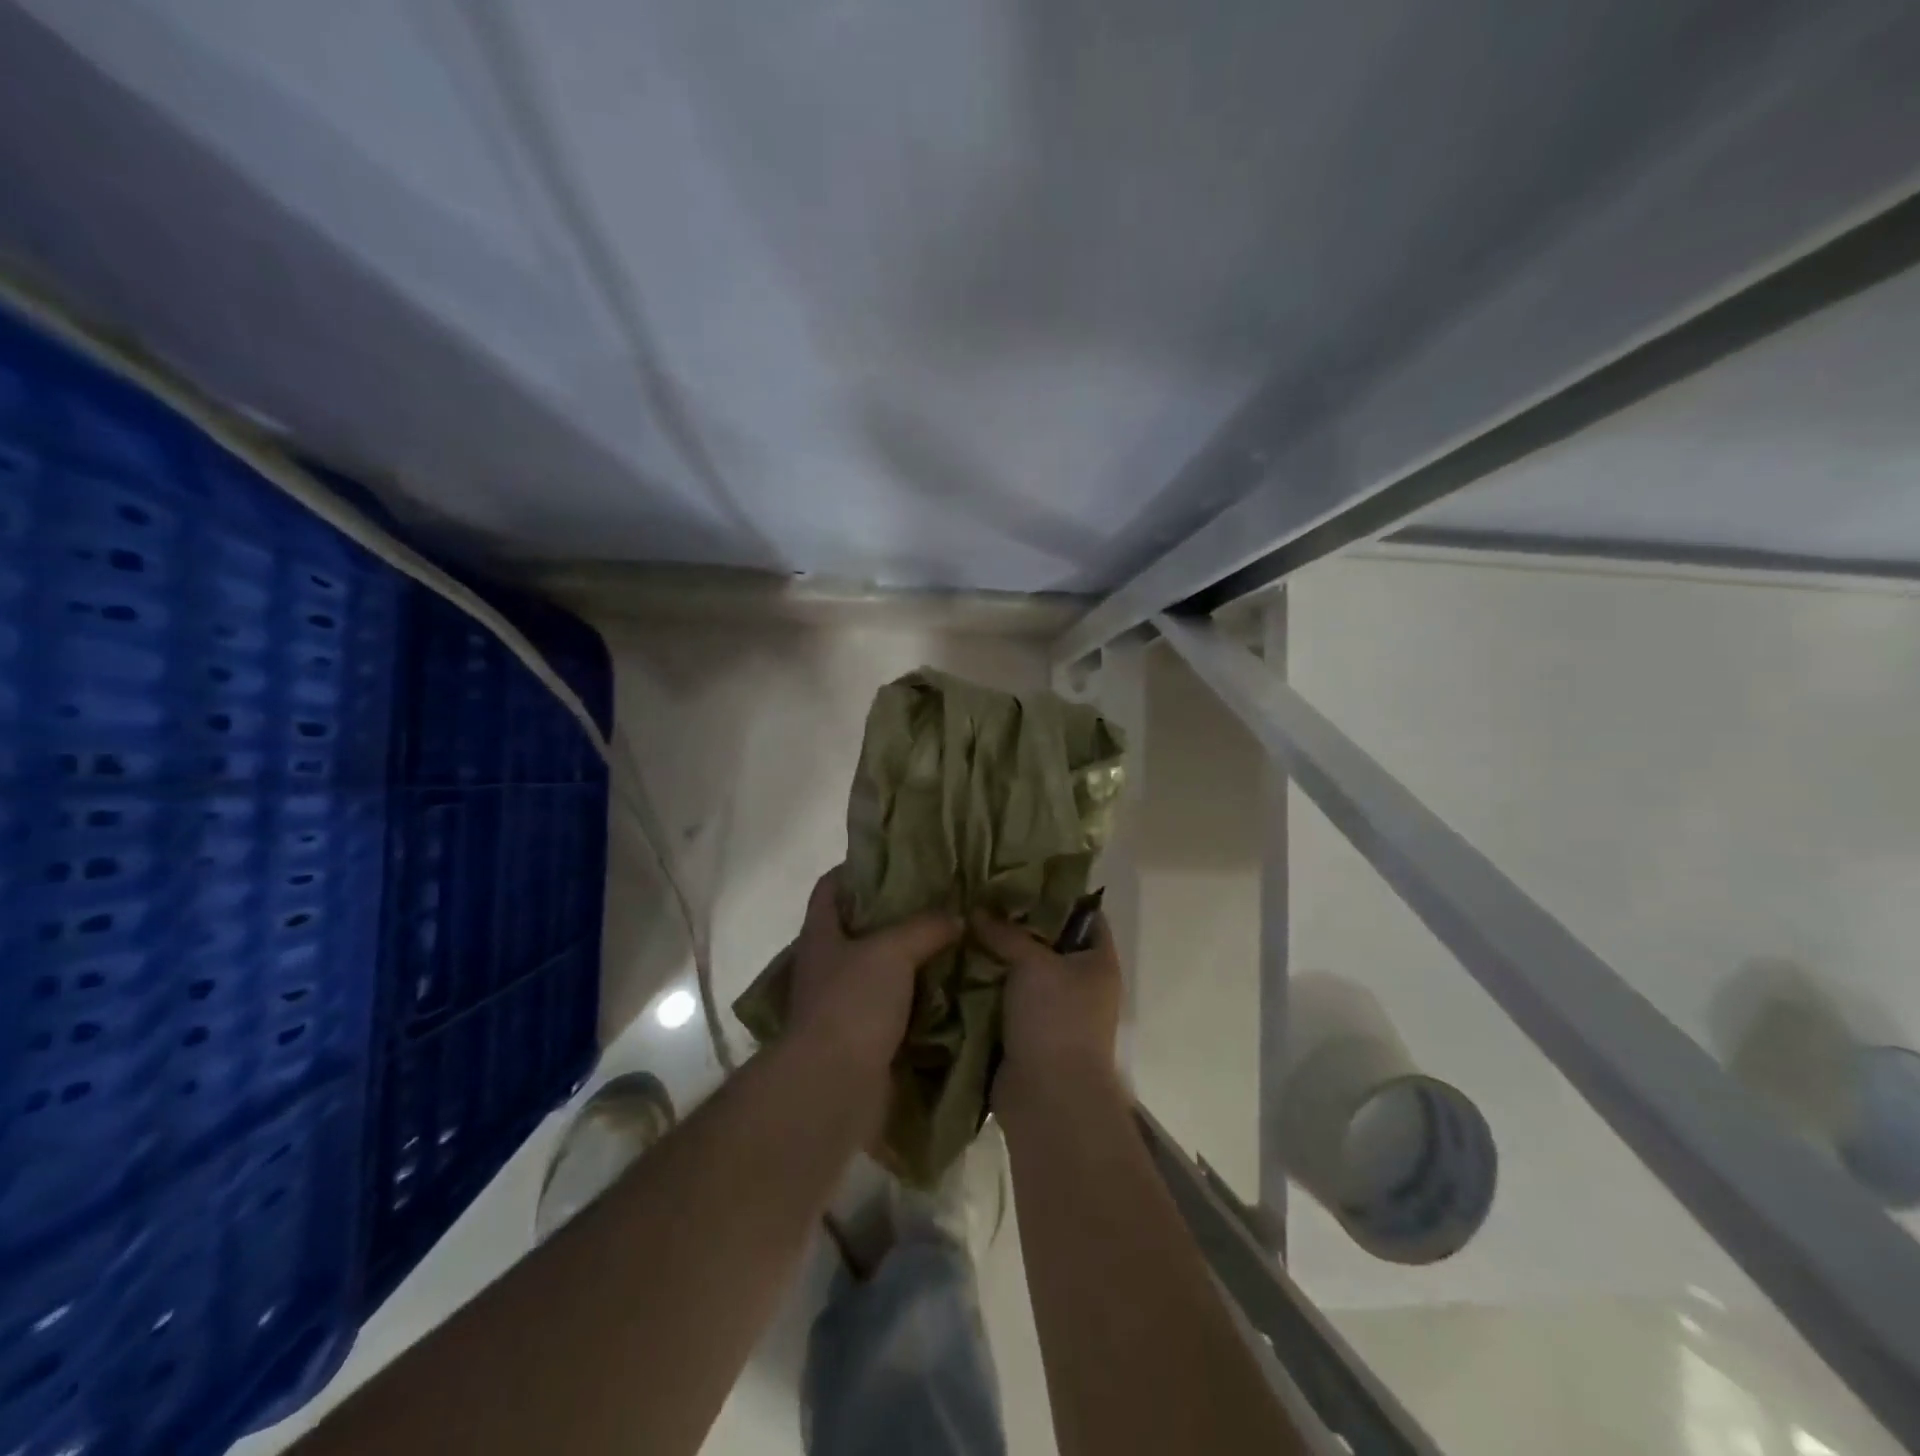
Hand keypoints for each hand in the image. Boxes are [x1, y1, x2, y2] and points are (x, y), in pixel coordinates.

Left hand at [788, 869, 961, 1071]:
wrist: (834, 1086)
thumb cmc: (853, 1004)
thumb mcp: (892, 951)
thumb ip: (925, 927)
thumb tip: (957, 916)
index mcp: (822, 936)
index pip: (829, 888)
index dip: (855, 869)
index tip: (894, 860)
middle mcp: (827, 966)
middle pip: (858, 928)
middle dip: (894, 915)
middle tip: (937, 900)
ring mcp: (843, 1004)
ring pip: (880, 969)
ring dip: (910, 959)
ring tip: (951, 940)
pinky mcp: (863, 1038)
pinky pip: (895, 1008)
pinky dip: (918, 999)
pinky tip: (950, 988)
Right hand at [971, 910, 1123, 1118]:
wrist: (1049, 1097)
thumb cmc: (1056, 1018)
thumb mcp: (1032, 963)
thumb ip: (1006, 933)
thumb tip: (977, 910)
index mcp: (1098, 961)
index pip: (1086, 914)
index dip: (1058, 894)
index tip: (1021, 876)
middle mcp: (1082, 983)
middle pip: (1050, 941)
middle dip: (1017, 923)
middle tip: (983, 898)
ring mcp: (1055, 1011)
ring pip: (1024, 972)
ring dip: (998, 956)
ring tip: (965, 925)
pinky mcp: (1028, 1033)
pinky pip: (1006, 999)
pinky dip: (987, 986)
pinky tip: (959, 964)